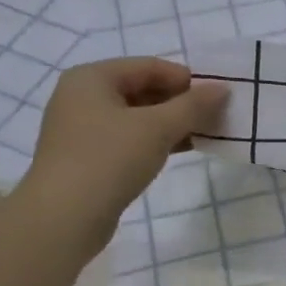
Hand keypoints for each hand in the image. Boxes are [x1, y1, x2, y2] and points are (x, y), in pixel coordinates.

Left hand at [19, 58, 227, 238]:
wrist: (63, 219)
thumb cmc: (109, 159)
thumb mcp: (158, 127)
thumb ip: (193, 105)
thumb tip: (222, 89)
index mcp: (92, 78)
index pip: (149, 66)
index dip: (186, 79)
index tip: (216, 97)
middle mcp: (82, 97)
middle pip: (142, 89)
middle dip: (180, 102)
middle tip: (214, 116)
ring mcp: (82, 129)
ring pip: (137, 116)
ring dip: (171, 123)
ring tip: (204, 133)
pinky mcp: (87, 157)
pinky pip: (128, 138)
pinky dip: (155, 141)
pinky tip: (182, 150)